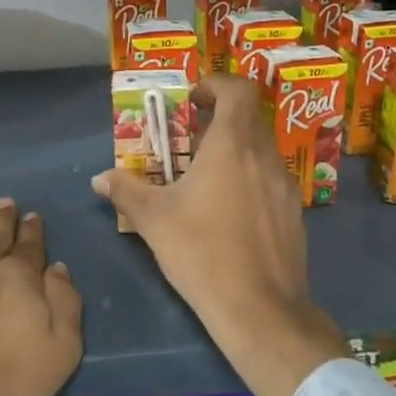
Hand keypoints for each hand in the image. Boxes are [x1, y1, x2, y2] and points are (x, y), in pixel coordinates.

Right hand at [91, 74, 346, 395]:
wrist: (260, 310)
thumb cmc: (202, 252)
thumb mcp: (153, 219)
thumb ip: (126, 191)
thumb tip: (100, 179)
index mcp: (233, 145)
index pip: (238, 90)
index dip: (215, 85)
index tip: (192, 101)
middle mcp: (264, 156)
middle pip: (249, 117)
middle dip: (219, 120)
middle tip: (190, 140)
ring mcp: (285, 185)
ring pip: (261, 149)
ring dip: (235, 150)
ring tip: (206, 177)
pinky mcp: (294, 213)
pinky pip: (270, 178)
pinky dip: (250, 177)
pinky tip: (229, 211)